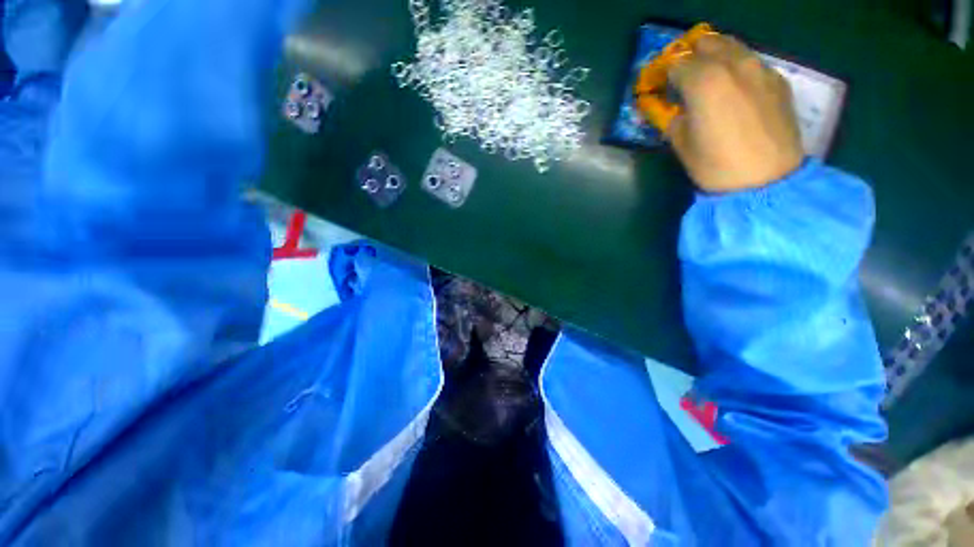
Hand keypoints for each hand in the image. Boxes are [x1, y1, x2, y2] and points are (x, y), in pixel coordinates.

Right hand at [667, 35, 804, 192]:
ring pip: (732, 46)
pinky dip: (738, 69)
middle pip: (707, 43)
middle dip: (691, 57)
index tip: (663, 89)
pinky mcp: (778, 79)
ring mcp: (760, 68)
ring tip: (710, 81)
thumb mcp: (680, 144)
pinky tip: (736, 91)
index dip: (665, 76)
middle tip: (685, 79)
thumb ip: (673, 117)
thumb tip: (673, 108)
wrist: (766, 180)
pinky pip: (752, 62)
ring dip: (716, 57)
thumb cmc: (714, 165)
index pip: (676, 63)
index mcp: (703, 80)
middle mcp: (733, 64)